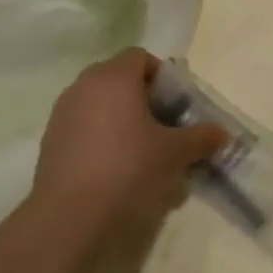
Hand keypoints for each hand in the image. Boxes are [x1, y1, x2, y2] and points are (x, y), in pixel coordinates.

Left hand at [30, 49, 226, 239]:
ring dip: (121, 118)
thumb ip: (201, 138)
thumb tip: (222, 133)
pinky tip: (115, 167)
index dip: (162, 76)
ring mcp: (63, 112)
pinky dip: (101, 136)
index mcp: (114, 77)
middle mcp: (84, 85)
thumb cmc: (128, 167)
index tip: (176, 104)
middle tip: (164, 127)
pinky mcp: (51, 139)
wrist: (70, 214)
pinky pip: (84, 126)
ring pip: (100, 103)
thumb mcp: (174, 152)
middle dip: (144, 98)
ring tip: (141, 151)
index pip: (140, 57)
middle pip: (119, 78)